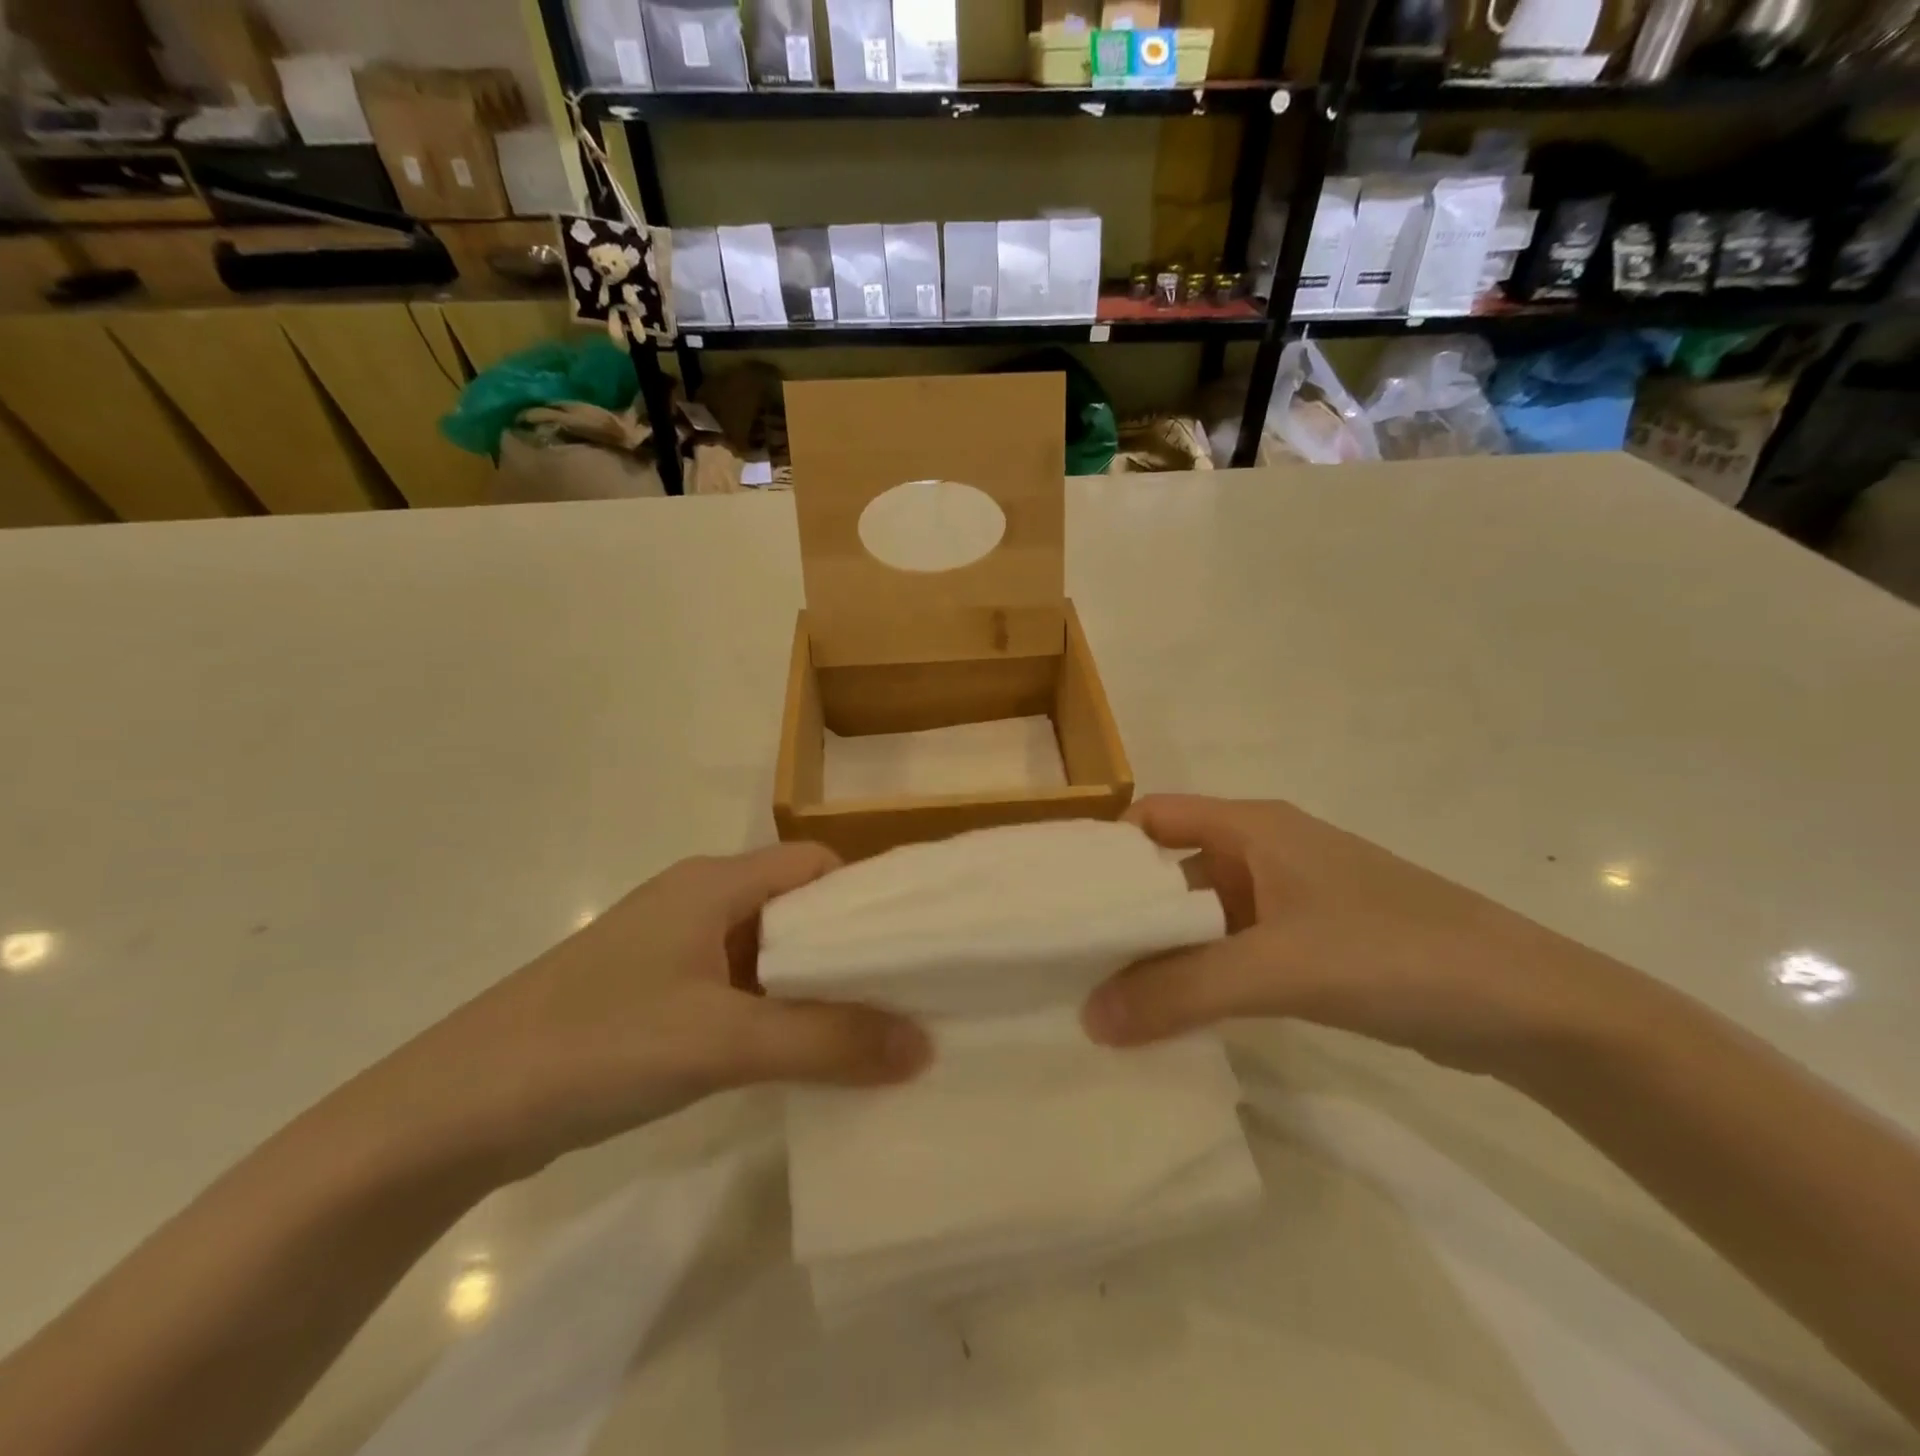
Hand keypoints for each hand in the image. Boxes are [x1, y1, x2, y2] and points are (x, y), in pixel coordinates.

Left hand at [409, 844, 930, 1172]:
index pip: (815, 867)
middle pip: (798, 911)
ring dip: (817, 989)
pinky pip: (740, 994)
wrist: (455, 1111)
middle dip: (851, 950)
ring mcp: (674, 954)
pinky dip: (779, 1017)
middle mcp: (698, 905)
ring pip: (769, 957)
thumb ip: (826, 1041)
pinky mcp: (657, 999)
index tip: (919, 941)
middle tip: (912, 993)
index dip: (868, 897)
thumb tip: (923, 1046)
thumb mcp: (721, 1039)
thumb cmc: (597, 1044)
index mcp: (714, 883)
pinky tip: (807, 1057)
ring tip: (877, 1029)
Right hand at [1083, 795, 1642, 1076]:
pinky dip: (1197, 975)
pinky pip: (1230, 950)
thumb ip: (1182, 991)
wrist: (1529, 1008)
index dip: (1101, 850)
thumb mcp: (1280, 968)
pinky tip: (1169, 1014)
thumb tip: (1088, 1018)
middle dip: (1120, 910)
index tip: (1053, 897)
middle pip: (1167, 869)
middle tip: (1063, 956)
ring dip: (1158, 950)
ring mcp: (1286, 900)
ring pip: (1198, 915)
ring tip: (1100, 992)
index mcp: (1251, 826)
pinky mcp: (1307, 944)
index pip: (1150, 820)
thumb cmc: (1397, 954)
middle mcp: (1262, 852)